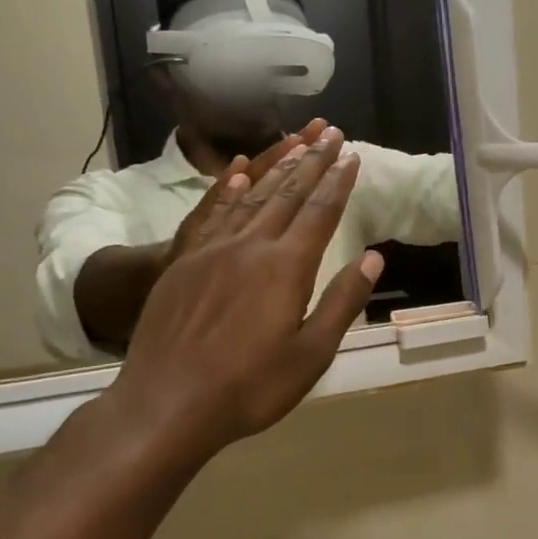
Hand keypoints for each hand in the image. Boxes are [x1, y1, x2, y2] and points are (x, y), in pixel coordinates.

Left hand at [106, 127, 382, 467]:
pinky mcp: (184, 262)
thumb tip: (373, 257)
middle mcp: (250, 246)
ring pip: (251, 195)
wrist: (164, 405)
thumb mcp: (311, 355)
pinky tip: (237, 171)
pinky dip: (228, 187)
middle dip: (313, 161)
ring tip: (297, 142)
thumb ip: (343, 301)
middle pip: (288, 193)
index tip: (352, 154)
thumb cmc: (249, 387)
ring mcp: (212, 250)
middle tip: (331, 133)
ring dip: (277, 166)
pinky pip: (211, 212)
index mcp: (286, 267)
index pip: (320, 212)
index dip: (338, 181)